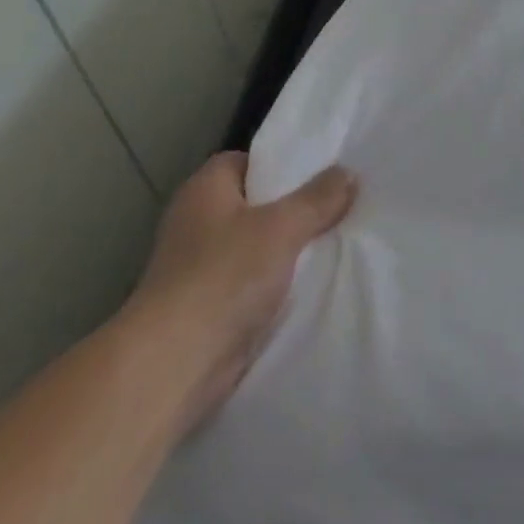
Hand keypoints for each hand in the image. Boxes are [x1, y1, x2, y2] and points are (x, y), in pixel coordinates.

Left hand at [121, 151, 355, 430]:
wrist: (175, 362)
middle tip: (341, 205)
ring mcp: (200, 265)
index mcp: (205, 189)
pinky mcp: (208, 304)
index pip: (247, 161)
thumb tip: (348, 173)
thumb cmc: (224, 276)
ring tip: (338, 241)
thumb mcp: (282, 227)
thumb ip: (318, 198)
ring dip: (290, 249)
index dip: (283, 164)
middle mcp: (197, 221)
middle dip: (295, 208)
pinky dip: (278, 282)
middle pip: (256, 203)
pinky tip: (313, 283)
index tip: (322, 173)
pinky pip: (254, 281)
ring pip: (258, 245)